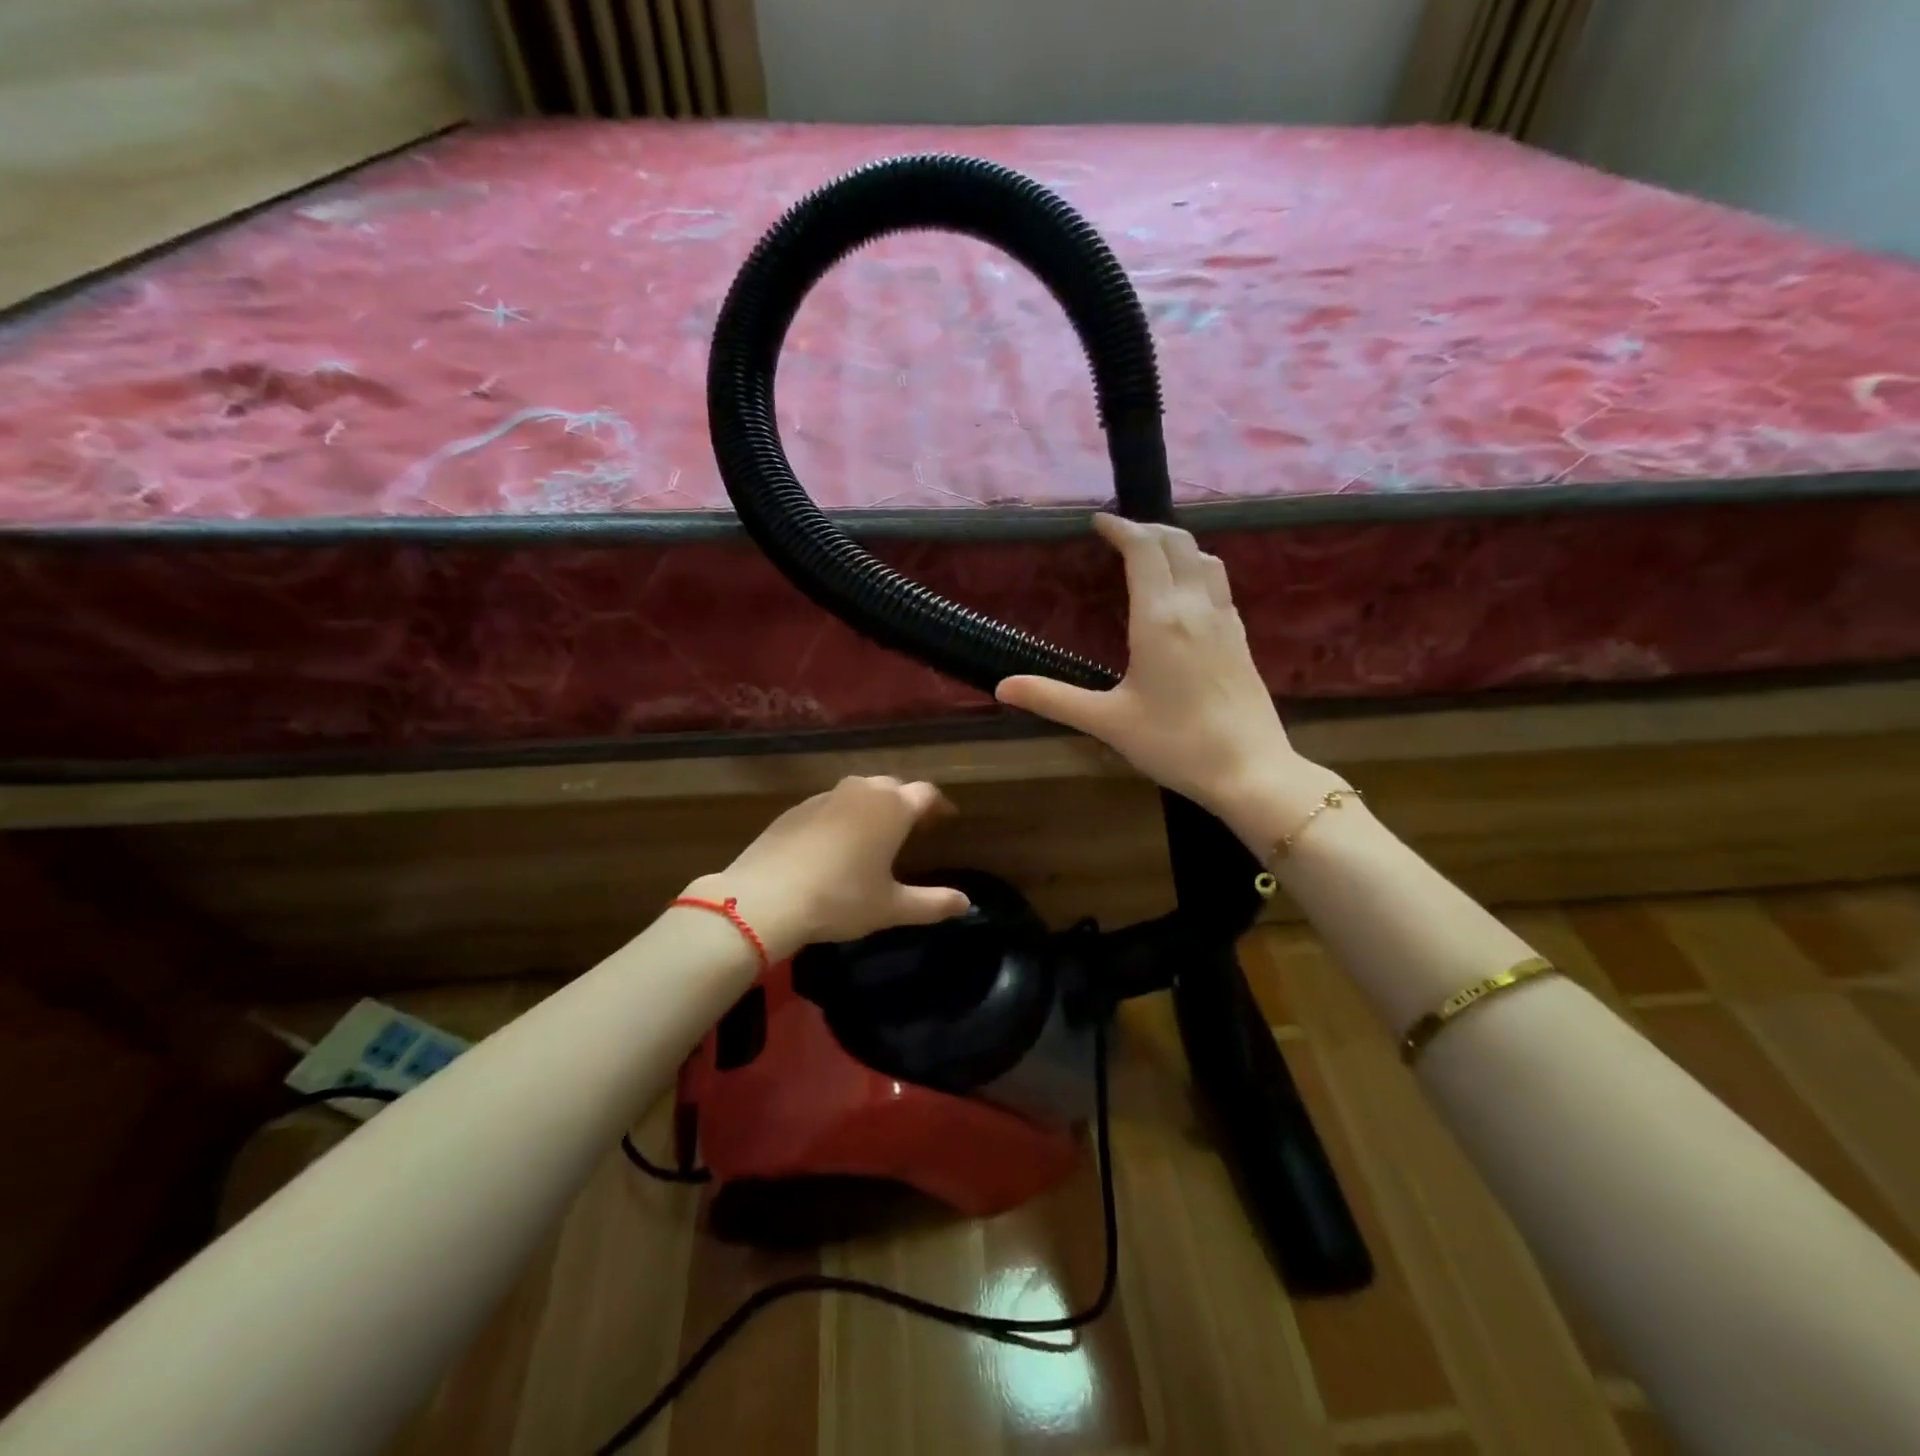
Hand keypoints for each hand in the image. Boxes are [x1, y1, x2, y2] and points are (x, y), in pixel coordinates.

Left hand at [687, 776, 970, 960]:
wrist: (766, 897)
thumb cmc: (841, 899)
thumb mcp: (891, 907)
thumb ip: (933, 903)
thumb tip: (967, 903)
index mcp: (892, 808)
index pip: (926, 793)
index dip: (939, 806)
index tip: (946, 820)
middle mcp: (862, 792)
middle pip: (893, 786)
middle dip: (906, 802)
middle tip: (914, 826)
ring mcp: (825, 797)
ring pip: (859, 791)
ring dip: (873, 805)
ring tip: (876, 831)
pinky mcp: (796, 809)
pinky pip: (830, 804)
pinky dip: (842, 815)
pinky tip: (835, 842)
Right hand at [996, 514, 1342, 847]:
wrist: (1250, 770)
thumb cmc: (1175, 744)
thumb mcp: (1107, 722)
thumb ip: (1053, 698)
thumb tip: (1002, 687)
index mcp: (1160, 618)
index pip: (1143, 549)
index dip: (1120, 528)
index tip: (1097, 522)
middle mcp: (1195, 606)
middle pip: (1177, 543)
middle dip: (1147, 529)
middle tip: (1118, 535)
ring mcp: (1225, 620)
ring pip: (1205, 558)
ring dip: (1176, 545)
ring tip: (1151, 555)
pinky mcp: (1241, 638)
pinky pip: (1218, 584)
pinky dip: (1196, 569)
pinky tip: (1185, 594)